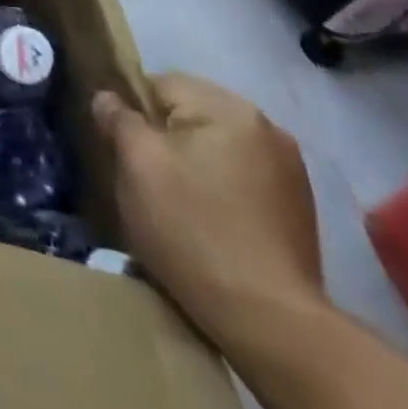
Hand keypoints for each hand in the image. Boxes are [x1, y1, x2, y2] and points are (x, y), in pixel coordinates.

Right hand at [93, 74, 323, 340]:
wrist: (270, 323)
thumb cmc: (193, 229)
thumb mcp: (138, 165)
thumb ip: (119, 119)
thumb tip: (107, 97)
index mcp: (228, 107)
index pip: (160, 85)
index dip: (134, 115)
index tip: (126, 154)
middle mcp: (266, 126)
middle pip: (191, 115)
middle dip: (166, 141)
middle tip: (149, 184)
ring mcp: (289, 170)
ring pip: (217, 148)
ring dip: (195, 166)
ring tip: (180, 208)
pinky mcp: (299, 209)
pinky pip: (242, 179)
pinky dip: (222, 192)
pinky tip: (213, 226)